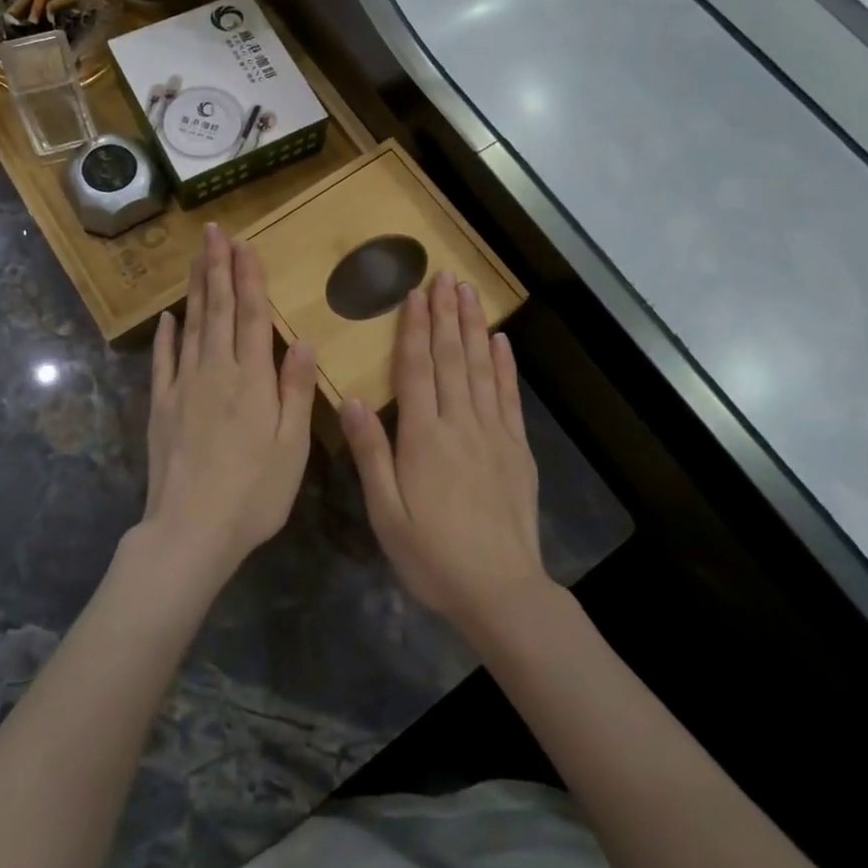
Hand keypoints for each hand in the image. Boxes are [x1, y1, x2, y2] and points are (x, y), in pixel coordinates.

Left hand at [141, 225, 317, 585]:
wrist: (190, 530)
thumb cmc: (253, 493)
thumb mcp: (292, 447)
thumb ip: (296, 391)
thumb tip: (301, 340)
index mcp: (252, 380)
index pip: (250, 316)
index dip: (247, 278)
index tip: (243, 244)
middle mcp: (215, 372)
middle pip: (217, 310)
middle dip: (217, 268)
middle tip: (213, 232)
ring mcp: (183, 387)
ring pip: (191, 327)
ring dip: (195, 290)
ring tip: (196, 258)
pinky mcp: (161, 407)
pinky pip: (163, 362)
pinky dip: (166, 336)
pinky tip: (168, 317)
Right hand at [341, 271, 547, 635]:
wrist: (500, 590)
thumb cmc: (432, 555)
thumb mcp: (386, 513)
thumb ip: (371, 453)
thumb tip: (351, 399)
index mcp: (423, 437)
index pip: (416, 369)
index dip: (414, 328)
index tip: (415, 293)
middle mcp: (459, 424)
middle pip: (451, 358)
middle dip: (446, 314)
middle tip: (444, 276)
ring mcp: (493, 433)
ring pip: (480, 368)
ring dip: (472, 327)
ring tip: (468, 293)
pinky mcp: (516, 448)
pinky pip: (509, 397)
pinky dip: (504, 365)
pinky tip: (500, 341)